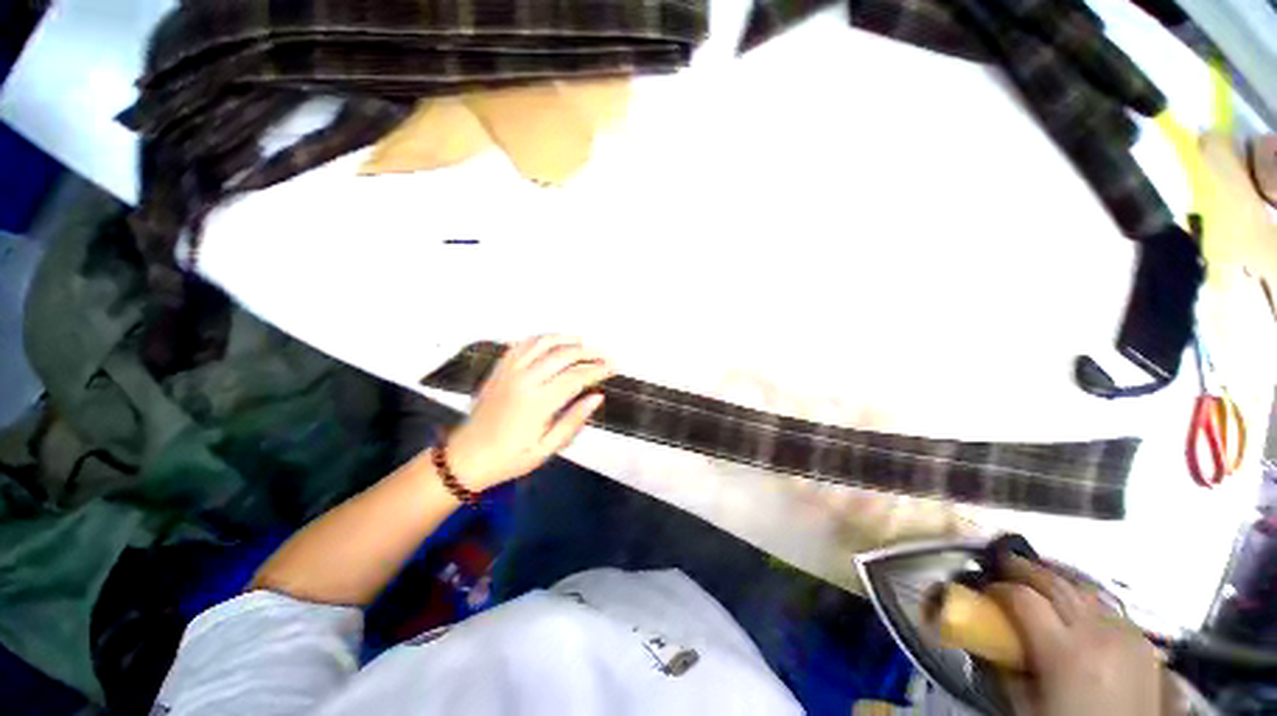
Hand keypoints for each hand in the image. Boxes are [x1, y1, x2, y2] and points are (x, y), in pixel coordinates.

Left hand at [444, 335, 612, 490]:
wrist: (466, 457)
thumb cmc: (510, 458)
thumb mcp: (547, 449)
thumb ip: (573, 421)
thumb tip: (597, 397)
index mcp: (538, 403)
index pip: (576, 377)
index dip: (598, 370)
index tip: (613, 367)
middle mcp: (524, 380)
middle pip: (563, 355)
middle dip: (588, 353)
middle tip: (604, 355)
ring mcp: (509, 371)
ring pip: (543, 343)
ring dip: (566, 339)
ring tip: (583, 342)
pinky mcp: (499, 369)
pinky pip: (522, 345)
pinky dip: (541, 339)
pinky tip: (552, 341)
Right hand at [988, 555, 1162, 715]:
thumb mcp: (1028, 706)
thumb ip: (1008, 670)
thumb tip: (991, 640)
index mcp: (1065, 651)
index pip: (1024, 599)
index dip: (1000, 588)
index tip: (985, 589)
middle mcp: (1098, 633)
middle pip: (1058, 585)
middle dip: (1027, 569)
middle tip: (1006, 562)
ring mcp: (1126, 634)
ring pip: (1086, 590)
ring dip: (1058, 582)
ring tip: (1039, 579)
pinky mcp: (1143, 641)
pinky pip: (1109, 608)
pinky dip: (1086, 601)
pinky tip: (1078, 608)